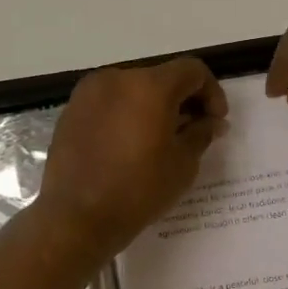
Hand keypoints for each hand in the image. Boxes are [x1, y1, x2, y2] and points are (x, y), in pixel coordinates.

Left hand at [39, 58, 227, 257]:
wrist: (77, 217)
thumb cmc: (138, 190)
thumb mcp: (183, 164)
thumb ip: (201, 133)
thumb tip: (211, 122)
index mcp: (149, 86)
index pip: (192, 71)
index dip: (212, 92)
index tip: (216, 121)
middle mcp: (116, 78)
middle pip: (161, 77)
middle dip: (182, 99)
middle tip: (192, 131)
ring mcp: (89, 93)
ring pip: (133, 88)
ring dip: (153, 106)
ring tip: (160, 140)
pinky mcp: (71, 111)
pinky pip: (109, 103)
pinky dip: (127, 114)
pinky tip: (130, 145)